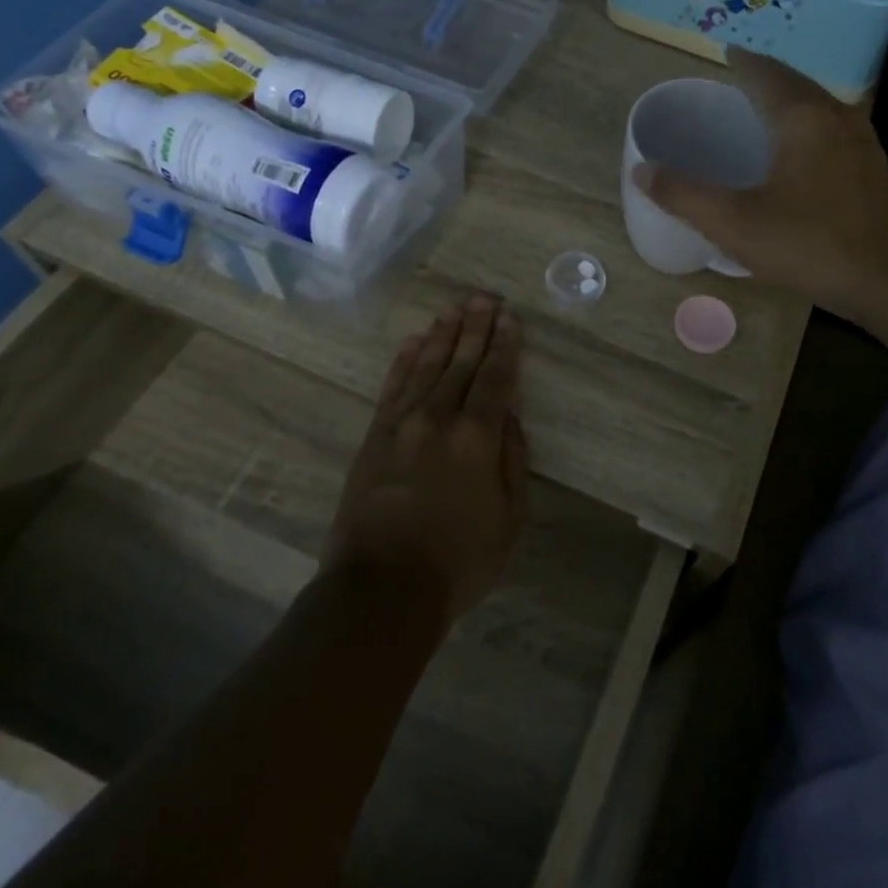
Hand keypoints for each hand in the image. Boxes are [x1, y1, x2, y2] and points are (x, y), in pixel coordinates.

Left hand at [325, 295, 528, 620]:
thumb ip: (513, 459)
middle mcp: (440, 418)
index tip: (510, 318)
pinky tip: (413, 342)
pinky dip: (404, 361)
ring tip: (454, 309)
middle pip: (460, 362)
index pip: (495, 378)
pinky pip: (392, 388)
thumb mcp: (511, 518)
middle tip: (484, 297)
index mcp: (478, 437)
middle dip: (474, 327)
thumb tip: (510, 416)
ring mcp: (402, 424)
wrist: (382, 589)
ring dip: (441, 335)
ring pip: (426, 367)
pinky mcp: (374, 437)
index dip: (505, 346)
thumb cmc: (459, 560)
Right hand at [632, 49, 887, 320]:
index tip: (726, 52)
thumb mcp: (735, 224)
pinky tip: (803, 152)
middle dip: (767, 76)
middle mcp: (836, 118)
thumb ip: (685, 196)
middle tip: (740, 78)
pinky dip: (811, 125)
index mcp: (801, 118)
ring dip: (793, 99)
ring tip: (768, 108)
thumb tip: (643, 170)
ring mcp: (863, 144)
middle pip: (797, 83)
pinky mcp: (875, 171)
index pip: (766, 73)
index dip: (742, 61)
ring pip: (821, 106)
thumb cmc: (811, 245)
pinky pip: (835, 130)